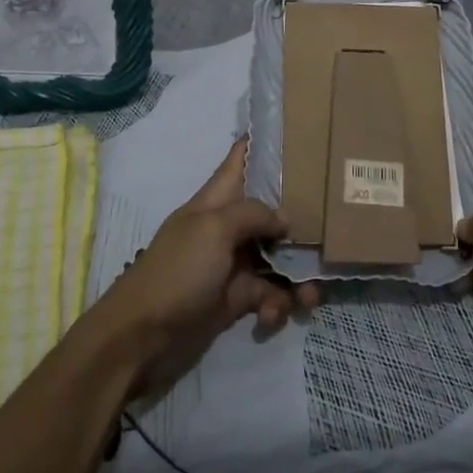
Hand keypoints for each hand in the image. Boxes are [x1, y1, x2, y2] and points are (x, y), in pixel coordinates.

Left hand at [92, 139, 318, 395]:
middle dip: (299, 223)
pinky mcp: (235, 301)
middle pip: (270, 213)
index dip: (263, 145)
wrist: (140, 338)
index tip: (300, 134)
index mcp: (216, 201)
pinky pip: (269, 296)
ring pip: (277, 259)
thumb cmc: (177, 272)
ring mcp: (231, 265)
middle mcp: (226, 228)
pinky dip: (276, 305)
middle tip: (332, 234)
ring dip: (297, 277)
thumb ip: (253, 213)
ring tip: (310, 298)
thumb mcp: (214, 229)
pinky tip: (271, 317)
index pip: (240, 161)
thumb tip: (285, 219)